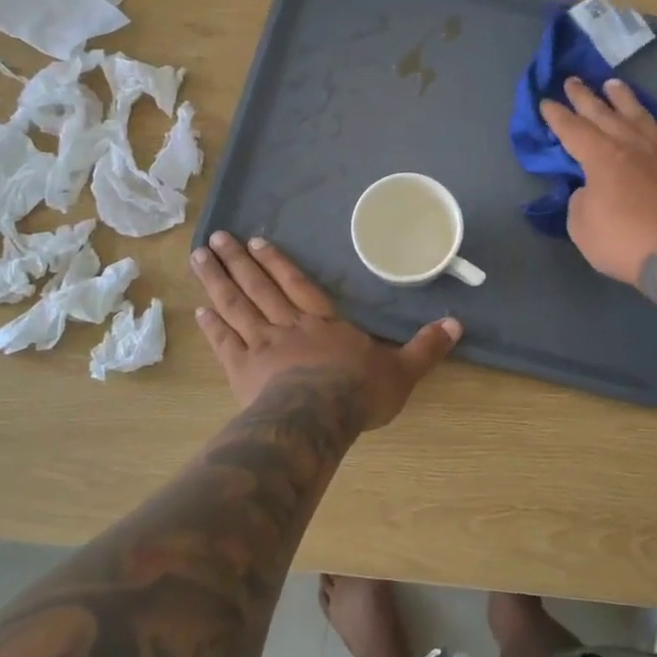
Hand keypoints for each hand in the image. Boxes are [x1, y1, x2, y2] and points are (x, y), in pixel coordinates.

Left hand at [192, 231, 460, 429]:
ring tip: (200, 257)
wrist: (318, 418)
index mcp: (324, 322)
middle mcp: (289, 326)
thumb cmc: (359, 392)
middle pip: (259, 287)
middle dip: (238, 261)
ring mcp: (262, 346)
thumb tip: (457, 323)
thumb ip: (426, 346)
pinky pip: (225, 342)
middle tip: (216, 238)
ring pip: (236, 306)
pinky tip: (198, 309)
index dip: (278, 263)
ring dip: (217, 280)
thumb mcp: (402, 370)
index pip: (298, 284)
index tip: (257, 242)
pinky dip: (212, 325)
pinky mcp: (242, 370)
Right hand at [539, 76, 656, 286]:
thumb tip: (590, 189)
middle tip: (573, 80)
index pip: (572, 129)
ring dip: (623, 99)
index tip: (546, 102)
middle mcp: (632, 143)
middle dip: (584, 96)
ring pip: (640, 115)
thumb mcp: (582, 228)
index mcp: (601, 156)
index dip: (556, 115)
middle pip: (603, 113)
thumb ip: (580, 200)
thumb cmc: (625, 243)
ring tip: (613, 85)